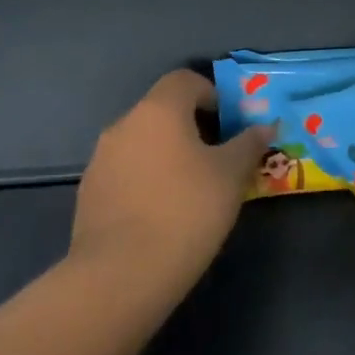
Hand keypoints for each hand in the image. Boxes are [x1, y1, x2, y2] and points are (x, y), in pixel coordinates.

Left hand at [74, 71, 269, 270]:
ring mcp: (101, 161)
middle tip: (220, 157)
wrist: (121, 275)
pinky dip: (148, 180)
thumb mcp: (232, 174)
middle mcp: (124, 126)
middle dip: (193, 127)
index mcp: (158, 110)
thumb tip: (264, 127)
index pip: (184, 79)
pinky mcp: (90, 195)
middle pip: (163, 111)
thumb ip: (249, 144)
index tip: (231, 123)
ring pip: (143, 143)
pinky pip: (127, 172)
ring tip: (194, 188)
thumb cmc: (187, 209)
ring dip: (168, 154)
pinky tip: (164, 212)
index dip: (212, 93)